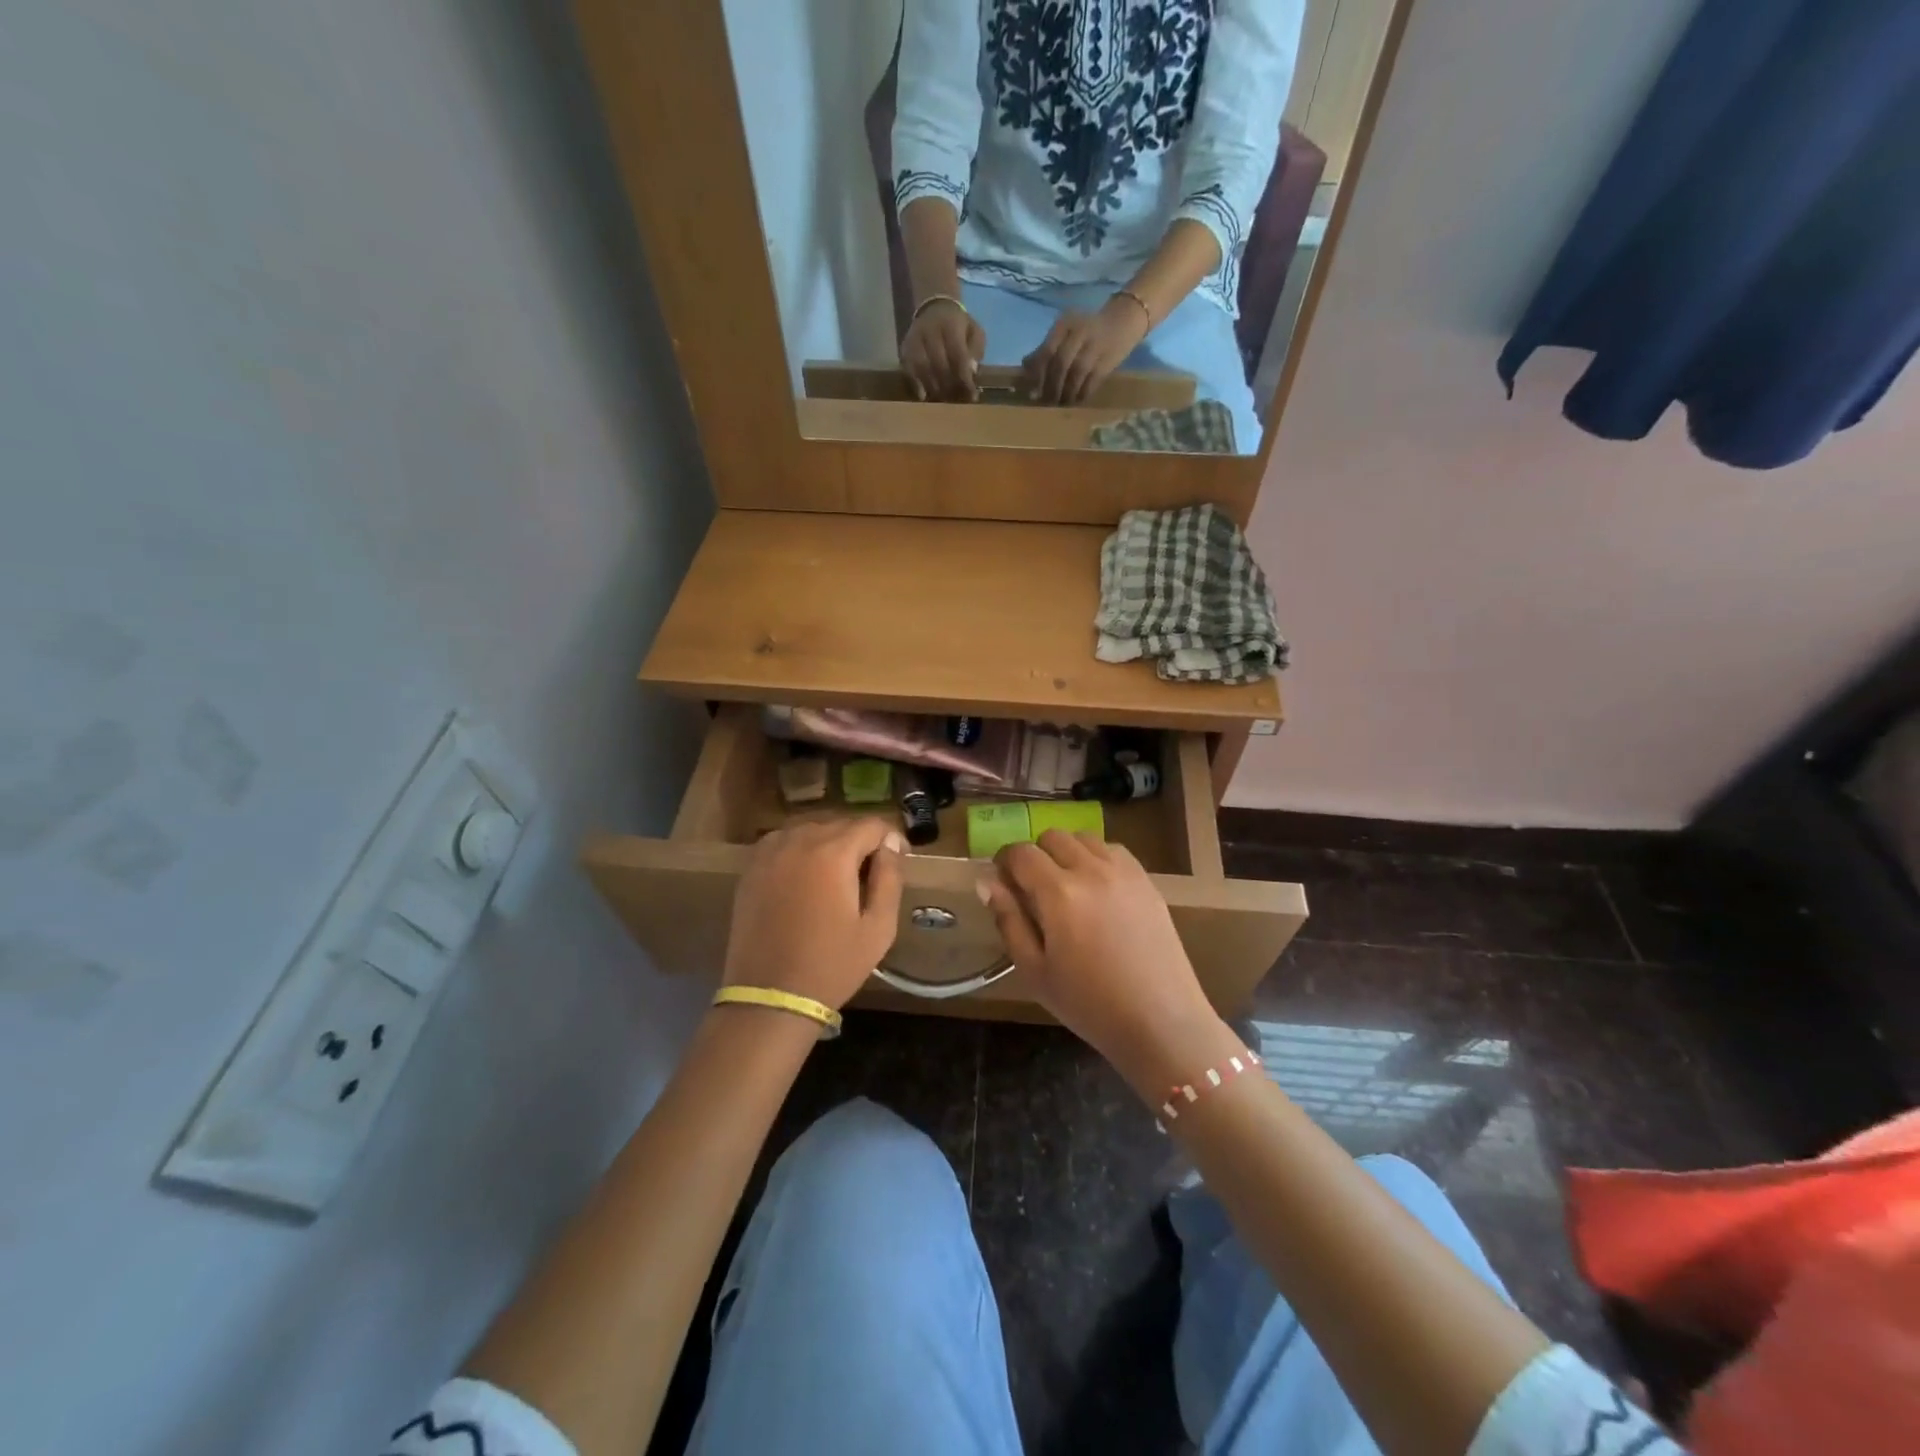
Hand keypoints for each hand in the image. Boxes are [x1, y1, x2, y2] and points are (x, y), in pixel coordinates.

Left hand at [722, 820, 904, 1011]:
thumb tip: (892, 845)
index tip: (898, 860)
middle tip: (870, 874)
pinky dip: (799, 850)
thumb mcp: (878, 928)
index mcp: (833, 853)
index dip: (890, 839)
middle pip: (840, 824)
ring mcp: (769, 853)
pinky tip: (805, 876)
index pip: (871, 825)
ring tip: (837, 876)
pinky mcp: (750, 869)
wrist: (770, 997)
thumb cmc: (832, 966)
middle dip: (860, 842)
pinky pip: (782, 842)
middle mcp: (799, 841)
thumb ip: (890, 878)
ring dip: (829, 843)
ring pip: (810, 830)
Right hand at [900, 299, 985, 401]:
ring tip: (942, 399)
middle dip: (949, 385)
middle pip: (939, 364)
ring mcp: (915, 339)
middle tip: (956, 400)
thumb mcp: (974, 331)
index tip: (971, 396)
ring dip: (933, 387)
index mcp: (951, 325)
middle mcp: (930, 330)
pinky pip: (908, 368)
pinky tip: (923, 395)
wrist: (934, 307)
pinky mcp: (904, 347)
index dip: (964, 378)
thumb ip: (976, 350)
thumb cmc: (958, 325)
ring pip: (922, 367)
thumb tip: (971, 371)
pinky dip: (915, 383)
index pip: (958, 355)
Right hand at [982, 831, 1236, 1094]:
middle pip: (1053, 837)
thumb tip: (987, 882)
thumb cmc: (1089, 1004)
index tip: (1002, 881)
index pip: (1021, 853)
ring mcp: (1124, 872)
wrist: (1160, 1022)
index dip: (1005, 861)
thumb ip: (1009, 920)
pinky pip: (1114, 851)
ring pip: (1085, 838)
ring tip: (1066, 886)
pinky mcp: (1147, 881)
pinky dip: (1097, 858)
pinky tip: (1097, 889)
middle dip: (1036, 855)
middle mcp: (1091, 870)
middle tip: (1033, 888)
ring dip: (1067, 852)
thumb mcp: (1034, 971)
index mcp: (1059, 893)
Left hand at [1020, 294, 1151, 404]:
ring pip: (1076, 375)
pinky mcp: (1109, 360)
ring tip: (1060, 403)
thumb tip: (1025, 368)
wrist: (1124, 321)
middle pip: (1061, 364)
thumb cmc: (1086, 331)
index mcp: (1065, 324)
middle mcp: (1080, 332)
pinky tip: (1076, 400)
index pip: (1046, 351)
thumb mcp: (1065, 333)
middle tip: (1047, 401)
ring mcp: (1096, 346)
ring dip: (1066, 393)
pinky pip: (1092, 382)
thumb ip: (1044, 349)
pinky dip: (1082, 394)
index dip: (1038, 374)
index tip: (1033, 391)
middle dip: (1052, 387)